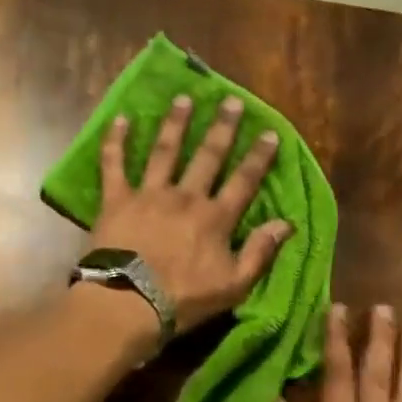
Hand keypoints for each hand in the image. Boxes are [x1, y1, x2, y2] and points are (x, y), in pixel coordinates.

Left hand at [90, 93, 291, 334]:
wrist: (128, 302)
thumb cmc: (183, 299)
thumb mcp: (233, 285)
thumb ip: (260, 252)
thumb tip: (287, 223)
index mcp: (215, 218)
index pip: (243, 181)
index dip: (258, 156)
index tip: (269, 132)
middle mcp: (185, 196)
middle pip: (208, 156)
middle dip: (221, 127)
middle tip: (230, 101)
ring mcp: (149, 194)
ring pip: (165, 151)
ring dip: (176, 123)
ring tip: (183, 99)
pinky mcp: (116, 199)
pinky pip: (114, 164)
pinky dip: (116, 141)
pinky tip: (120, 118)